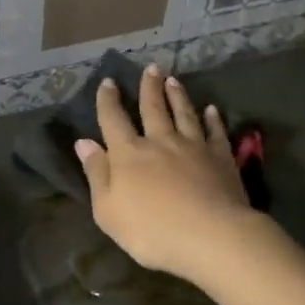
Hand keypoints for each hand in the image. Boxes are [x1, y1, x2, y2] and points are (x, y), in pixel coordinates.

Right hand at [75, 66, 263, 286]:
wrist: (211, 236)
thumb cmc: (151, 230)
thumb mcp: (108, 210)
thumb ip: (97, 173)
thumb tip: (84, 142)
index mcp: (129, 154)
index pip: (114, 120)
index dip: (108, 100)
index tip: (108, 82)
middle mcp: (160, 142)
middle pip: (152, 108)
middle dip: (149, 87)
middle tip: (150, 68)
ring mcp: (193, 147)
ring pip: (184, 113)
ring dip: (177, 95)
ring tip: (173, 79)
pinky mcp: (220, 158)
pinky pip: (215, 132)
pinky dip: (212, 119)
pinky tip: (212, 110)